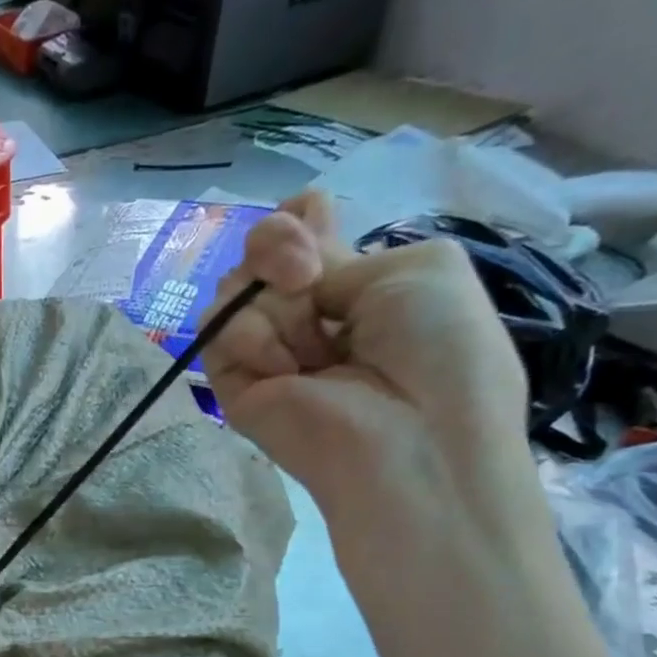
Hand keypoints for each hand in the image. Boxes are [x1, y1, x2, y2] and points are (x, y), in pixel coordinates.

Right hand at [200, 190, 541, 542]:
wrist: (413, 439)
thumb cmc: (441, 352)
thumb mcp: (420, 267)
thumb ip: (344, 253)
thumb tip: (296, 263)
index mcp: (354, 290)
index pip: (302, 237)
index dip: (296, 220)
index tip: (311, 217)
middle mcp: (305, 315)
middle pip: (261, 254)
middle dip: (278, 246)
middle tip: (305, 274)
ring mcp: (266, 350)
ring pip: (234, 289)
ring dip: (276, 303)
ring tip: (313, 347)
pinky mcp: (232, 383)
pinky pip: (216, 330)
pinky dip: (250, 337)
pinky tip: (286, 368)